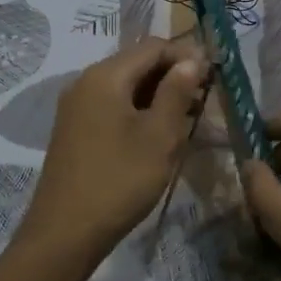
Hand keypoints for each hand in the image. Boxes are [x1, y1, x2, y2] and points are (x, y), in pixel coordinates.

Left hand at [25, 36, 206, 260]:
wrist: (65, 233)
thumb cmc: (119, 180)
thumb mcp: (159, 136)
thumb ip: (177, 92)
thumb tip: (192, 59)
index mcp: (105, 76)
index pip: (153, 47)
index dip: (187, 55)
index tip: (215, 75)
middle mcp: (86, 82)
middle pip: (137, 63)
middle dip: (173, 75)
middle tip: (205, 98)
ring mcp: (76, 107)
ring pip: (126, 86)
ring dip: (158, 95)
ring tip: (189, 118)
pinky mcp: (75, 129)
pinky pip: (112, 106)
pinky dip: (139, 111)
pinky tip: (158, 133)